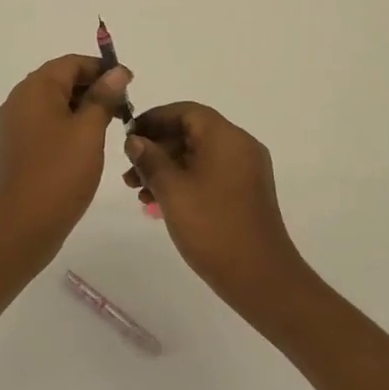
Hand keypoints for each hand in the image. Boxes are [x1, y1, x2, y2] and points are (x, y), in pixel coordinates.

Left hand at [0, 55, 132, 259]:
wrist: (24, 223)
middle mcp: (20, 99)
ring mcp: (15, 123)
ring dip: (82, 106)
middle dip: (93, 87)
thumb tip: (117, 71)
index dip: (101, 68)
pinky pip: (45, 121)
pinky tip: (88, 140)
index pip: (71, 63)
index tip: (129, 83)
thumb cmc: (60, 172)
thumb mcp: (90, 131)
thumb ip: (104, 97)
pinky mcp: (17, 144)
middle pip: (61, 79)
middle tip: (124, 105)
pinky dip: (68, 122)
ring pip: (54, 101)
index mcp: (35, 88)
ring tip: (111, 122)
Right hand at [123, 102, 311, 312]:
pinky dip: (184, 180)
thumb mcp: (172, 190)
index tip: (128, 135)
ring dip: (167, 167)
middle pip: (192, 132)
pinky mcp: (245, 192)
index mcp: (226, 137)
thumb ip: (150, 159)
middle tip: (129, 170)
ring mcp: (245, 170)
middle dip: (157, 148)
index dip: (154, 118)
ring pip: (198, 155)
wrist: (260, 277)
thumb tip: (135, 140)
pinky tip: (160, 202)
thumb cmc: (212, 227)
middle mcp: (240, 146)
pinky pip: (209, 173)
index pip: (186, 111)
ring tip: (138, 191)